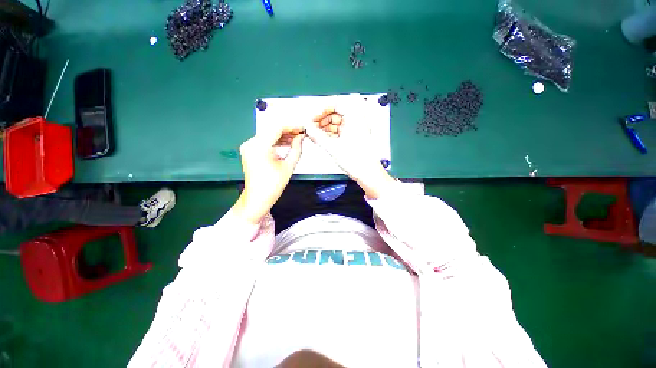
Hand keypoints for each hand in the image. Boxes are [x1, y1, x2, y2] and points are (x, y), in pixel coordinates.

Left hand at [232, 127, 304, 223]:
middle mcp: (250, 143)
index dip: (291, 127)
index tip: (302, 129)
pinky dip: (274, 141)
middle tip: (300, 134)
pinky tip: (285, 143)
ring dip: (281, 136)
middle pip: (271, 130)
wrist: (257, 198)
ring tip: (295, 139)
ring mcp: (248, 146)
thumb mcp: (289, 166)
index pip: (277, 128)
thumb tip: (301, 137)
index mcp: (260, 147)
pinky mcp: (248, 151)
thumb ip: (297, 148)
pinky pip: (263, 141)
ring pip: (267, 134)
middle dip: (287, 131)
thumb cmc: (274, 185)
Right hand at [306, 108, 395, 198]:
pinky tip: (321, 139)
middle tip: (312, 127)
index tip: (313, 118)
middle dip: (322, 120)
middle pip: (335, 114)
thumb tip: (308, 128)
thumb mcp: (332, 147)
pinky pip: (339, 132)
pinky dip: (330, 134)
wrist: (367, 173)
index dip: (322, 110)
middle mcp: (356, 121)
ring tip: (314, 134)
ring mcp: (355, 130)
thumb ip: (317, 136)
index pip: (336, 104)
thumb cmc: (357, 160)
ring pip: (336, 124)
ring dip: (325, 128)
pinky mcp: (353, 138)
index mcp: (355, 117)